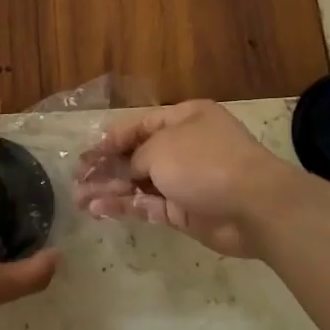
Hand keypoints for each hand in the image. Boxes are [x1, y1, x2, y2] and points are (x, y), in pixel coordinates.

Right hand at [74, 100, 295, 258]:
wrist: (252, 205)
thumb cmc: (204, 162)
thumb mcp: (160, 148)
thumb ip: (134, 159)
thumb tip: (126, 173)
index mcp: (184, 119)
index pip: (139, 125)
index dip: (111, 139)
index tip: (86, 154)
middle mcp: (184, 146)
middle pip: (136, 156)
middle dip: (106, 167)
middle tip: (77, 178)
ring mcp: (185, 180)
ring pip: (138, 183)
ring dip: (109, 190)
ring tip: (79, 198)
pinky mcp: (184, 211)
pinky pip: (147, 205)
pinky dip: (124, 207)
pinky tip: (98, 210)